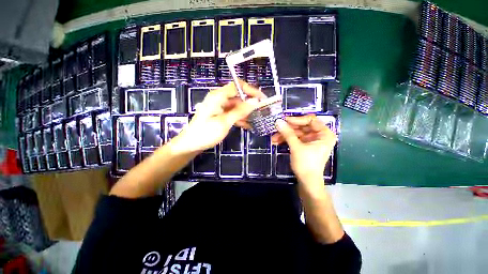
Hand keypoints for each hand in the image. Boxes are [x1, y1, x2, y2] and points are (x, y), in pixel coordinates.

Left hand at [172, 81, 264, 152]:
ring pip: (236, 107)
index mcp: (218, 96)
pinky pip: (232, 114)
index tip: (262, 98)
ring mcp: (219, 107)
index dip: (251, 90)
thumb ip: (240, 111)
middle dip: (250, 104)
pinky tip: (248, 125)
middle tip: (262, 111)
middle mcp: (219, 99)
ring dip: (246, 113)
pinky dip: (240, 118)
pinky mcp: (219, 115)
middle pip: (238, 97)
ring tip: (257, 119)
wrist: (191, 144)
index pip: (238, 86)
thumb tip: (255, 101)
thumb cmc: (206, 132)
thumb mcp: (225, 122)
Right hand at [273, 115, 336, 186]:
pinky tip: (276, 141)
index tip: (284, 120)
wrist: (307, 182)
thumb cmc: (306, 164)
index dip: (297, 119)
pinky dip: (286, 140)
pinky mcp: (305, 146)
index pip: (311, 120)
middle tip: (276, 128)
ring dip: (285, 135)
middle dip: (288, 129)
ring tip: (273, 138)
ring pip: (297, 133)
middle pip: (302, 127)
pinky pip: (295, 139)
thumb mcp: (296, 147)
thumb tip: (278, 121)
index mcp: (324, 134)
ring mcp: (312, 141)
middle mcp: (319, 135)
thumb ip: (287, 133)